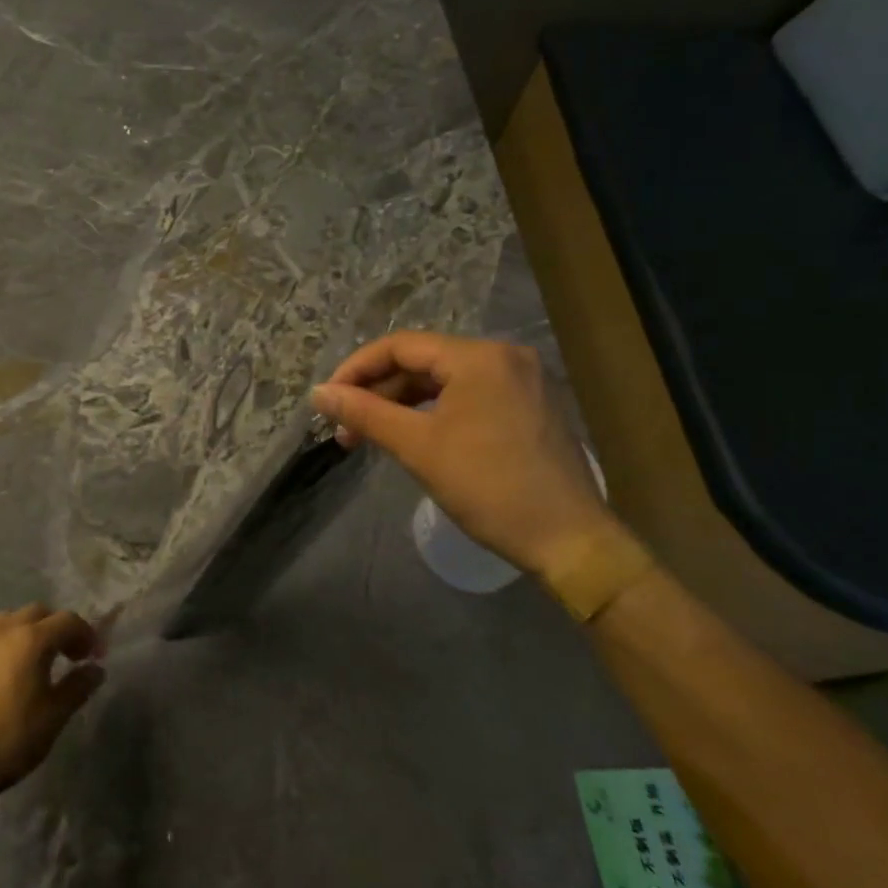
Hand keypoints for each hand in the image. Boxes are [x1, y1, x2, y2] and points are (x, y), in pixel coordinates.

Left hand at [0, 605, 105, 807]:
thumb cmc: (11, 739)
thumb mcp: (54, 716)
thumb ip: (78, 687)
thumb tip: (95, 669)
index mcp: (31, 639)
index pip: (67, 620)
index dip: (86, 634)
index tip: (95, 656)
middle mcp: (3, 632)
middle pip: (37, 612)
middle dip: (56, 627)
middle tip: (68, 655)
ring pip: (7, 622)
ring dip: (27, 632)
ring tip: (34, 662)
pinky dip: (3, 651)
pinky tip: (3, 682)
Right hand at [312, 332, 618, 576]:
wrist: (569, 541)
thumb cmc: (489, 487)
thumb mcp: (418, 447)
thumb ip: (364, 413)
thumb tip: (318, 393)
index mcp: (478, 356)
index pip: (399, 345)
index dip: (356, 369)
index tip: (327, 401)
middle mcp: (503, 356)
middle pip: (422, 361)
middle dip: (378, 392)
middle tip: (347, 429)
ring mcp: (521, 380)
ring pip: (444, 380)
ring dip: (403, 403)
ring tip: (371, 435)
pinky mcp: (529, 405)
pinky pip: (468, 395)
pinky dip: (434, 411)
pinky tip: (412, 435)